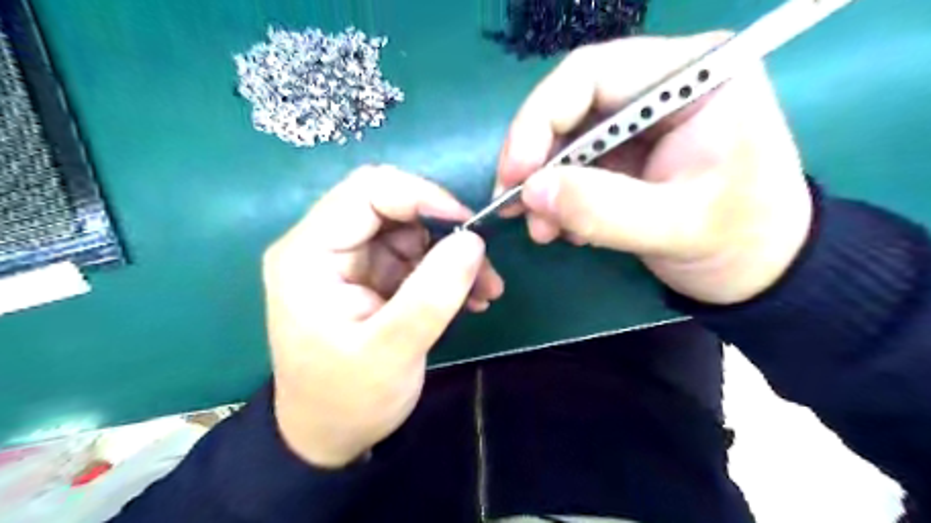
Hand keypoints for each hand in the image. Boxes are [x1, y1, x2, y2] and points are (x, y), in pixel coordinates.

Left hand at [261, 166, 506, 465]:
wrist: (329, 434)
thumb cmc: (348, 398)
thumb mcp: (392, 351)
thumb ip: (433, 293)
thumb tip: (474, 240)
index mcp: (309, 254)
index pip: (367, 191)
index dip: (422, 197)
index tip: (468, 227)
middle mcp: (324, 245)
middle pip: (391, 205)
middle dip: (443, 228)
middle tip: (482, 264)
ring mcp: (349, 260)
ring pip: (410, 229)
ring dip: (451, 253)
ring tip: (485, 290)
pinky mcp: (370, 276)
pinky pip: (414, 255)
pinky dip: (445, 270)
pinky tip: (470, 297)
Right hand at [499, 34, 811, 303]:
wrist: (757, 270)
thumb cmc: (739, 240)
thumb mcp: (676, 226)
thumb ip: (602, 207)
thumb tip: (530, 192)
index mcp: (694, 76)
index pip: (593, 73)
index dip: (541, 118)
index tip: (517, 173)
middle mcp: (660, 86)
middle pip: (570, 105)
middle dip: (536, 159)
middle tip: (514, 205)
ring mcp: (637, 122)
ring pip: (565, 140)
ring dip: (544, 186)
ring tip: (542, 230)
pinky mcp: (624, 154)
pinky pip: (573, 167)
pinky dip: (558, 198)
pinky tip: (563, 228)